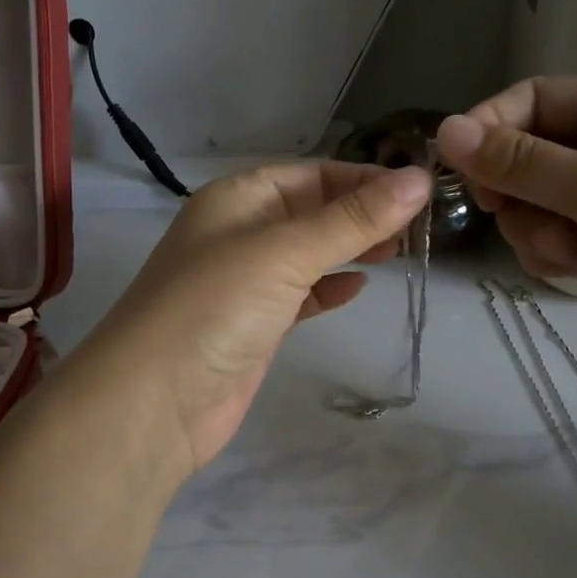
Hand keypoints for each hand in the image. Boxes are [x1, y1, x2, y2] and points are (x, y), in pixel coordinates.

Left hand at [71, 162, 431, 469]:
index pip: (312, 174)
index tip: (420, 190)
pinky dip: (329, 288)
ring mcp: (246, 282)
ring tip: (401, 250)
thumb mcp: (285, 253)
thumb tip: (419, 180)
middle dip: (363, 214)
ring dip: (351, 249)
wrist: (154, 403)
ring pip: (310, 254)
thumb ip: (352, 220)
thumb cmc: (215, 307)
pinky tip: (359, 287)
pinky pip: (301, 294)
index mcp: (238, 198)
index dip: (364, 178)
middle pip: (313, 211)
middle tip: (421, 224)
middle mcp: (240, 233)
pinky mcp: (255, 326)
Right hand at [437, 78, 576, 423]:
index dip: (489, 126)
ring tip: (569, 248)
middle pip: (522, 155)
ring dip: (532, 227)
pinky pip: (544, 241)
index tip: (454, 164)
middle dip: (511, 187)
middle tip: (506, 210)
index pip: (532, 100)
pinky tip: (574, 269)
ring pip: (527, 204)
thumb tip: (446, 128)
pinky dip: (548, 255)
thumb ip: (518, 161)